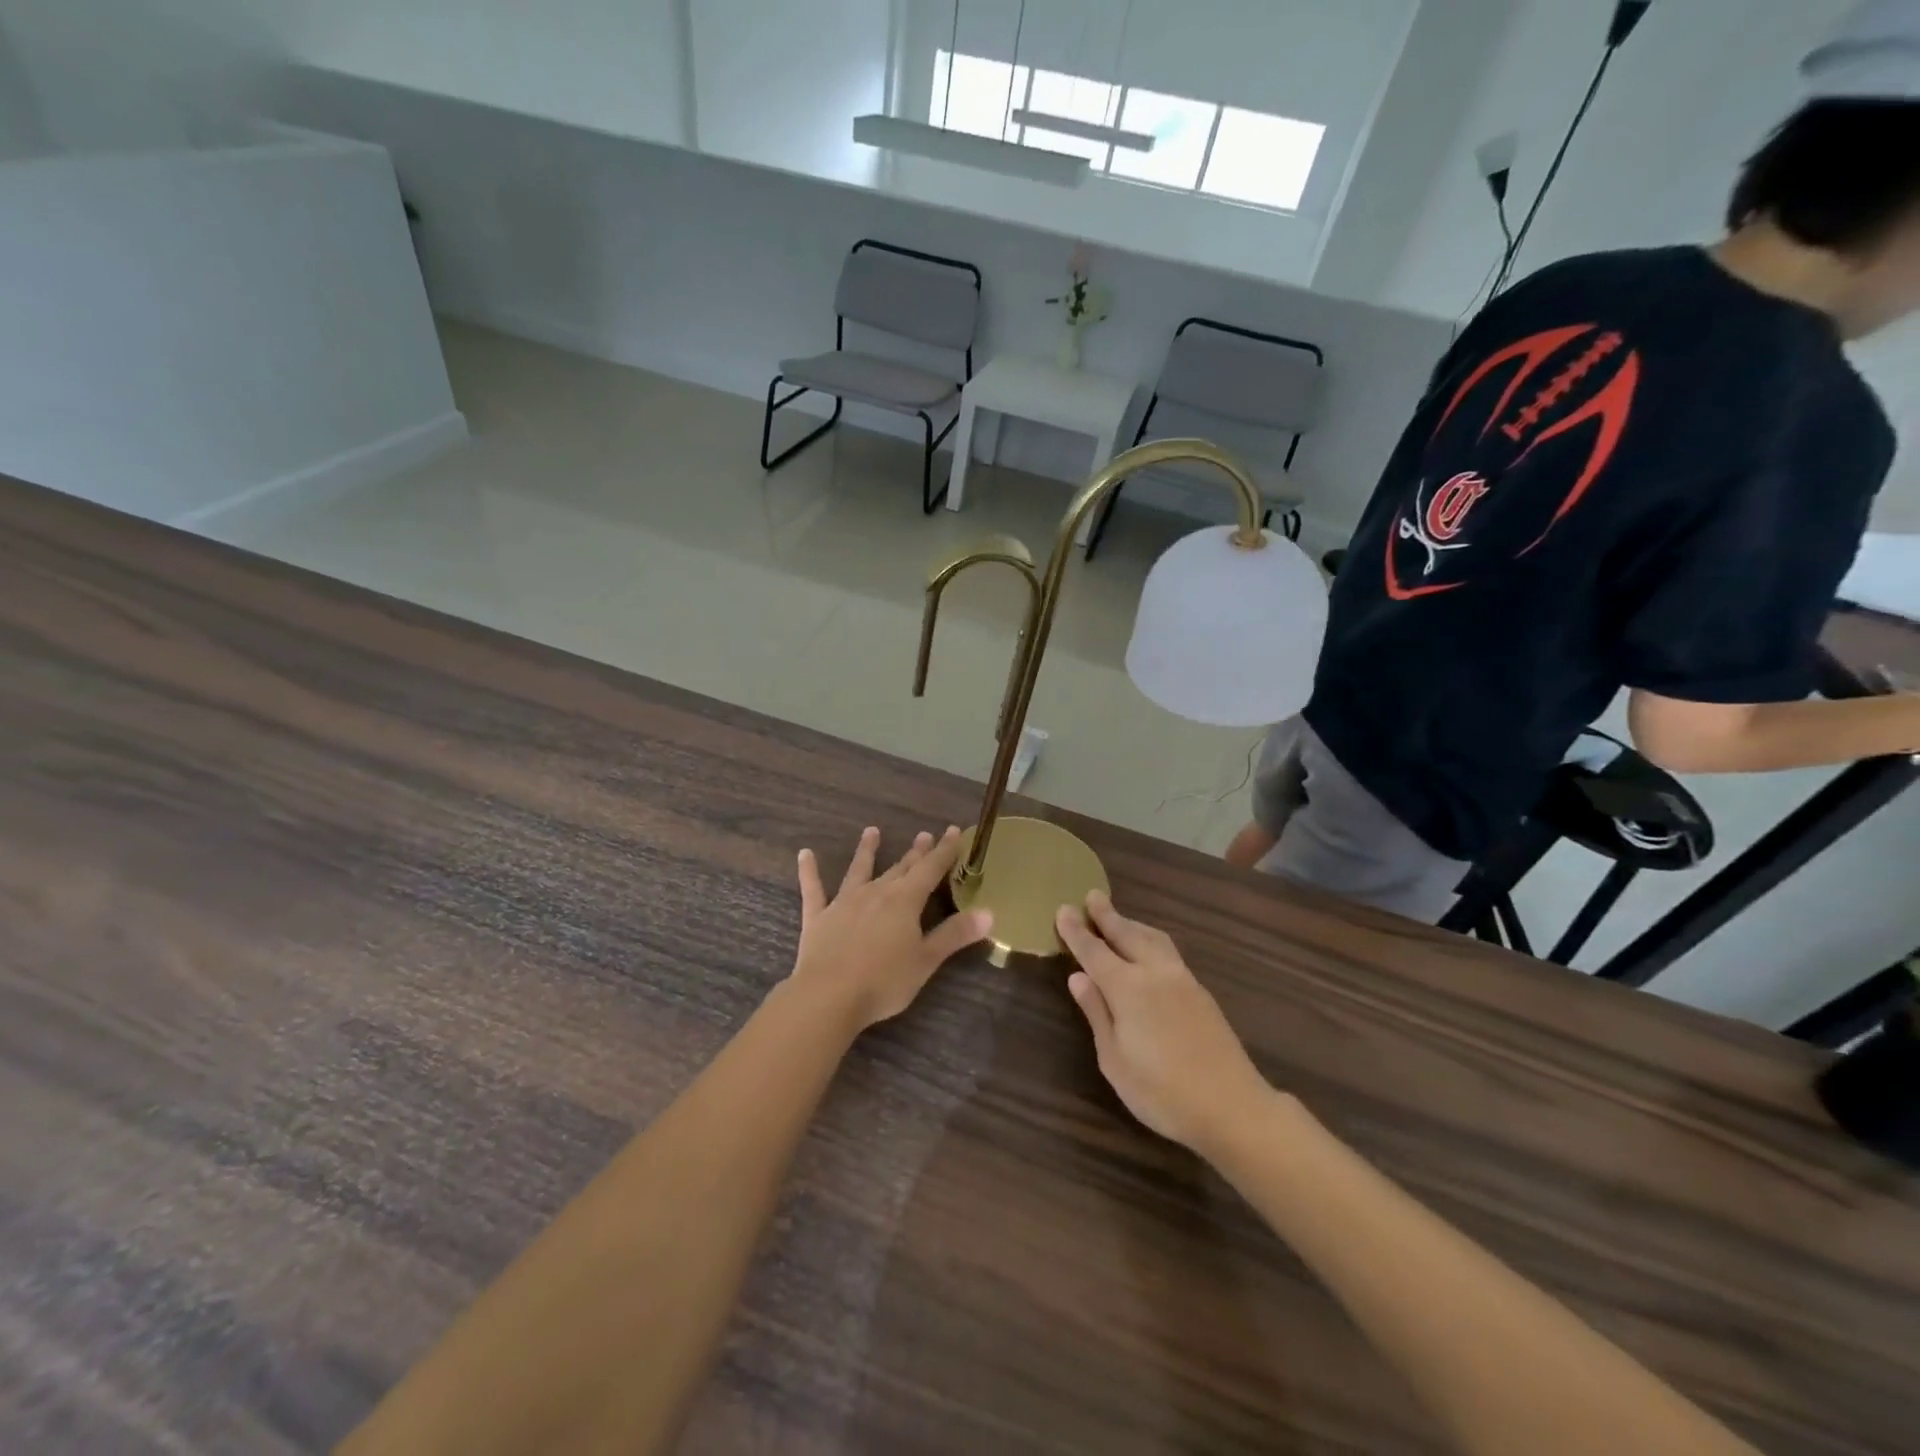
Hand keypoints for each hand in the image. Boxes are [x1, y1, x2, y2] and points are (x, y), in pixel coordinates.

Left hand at [790, 826, 992, 1031]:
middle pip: (900, 868)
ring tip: (871, 831)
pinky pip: (813, 889)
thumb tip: (990, 912)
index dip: (944, 851)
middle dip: (915, 852)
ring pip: (859, 870)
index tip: (955, 831)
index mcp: (905, 901)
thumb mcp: (926, 960)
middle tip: (924, 834)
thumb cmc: (884, 981)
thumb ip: (955, 934)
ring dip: (867, 851)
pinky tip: (804, 854)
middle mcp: (876, 892)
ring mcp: (844, 902)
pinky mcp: (818, 917)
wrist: (828, 996)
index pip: (930, 869)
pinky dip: (809, 871)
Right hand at [1056, 891, 1272, 1153]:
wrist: (1232, 1106)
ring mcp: (1182, 980)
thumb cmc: (1161, 1092)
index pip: (1094, 951)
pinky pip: (1168, 951)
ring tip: (1119, 917)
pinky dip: (1150, 939)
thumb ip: (1097, 1013)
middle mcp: (1155, 973)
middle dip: (1107, 915)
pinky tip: (1149, 948)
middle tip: (1092, 896)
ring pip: (1152, 938)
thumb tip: (1078, 977)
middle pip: (1126, 934)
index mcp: (1127, 988)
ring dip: (1132, 924)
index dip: (1076, 931)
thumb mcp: (1114, 1060)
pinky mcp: (1201, 992)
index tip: (1062, 909)